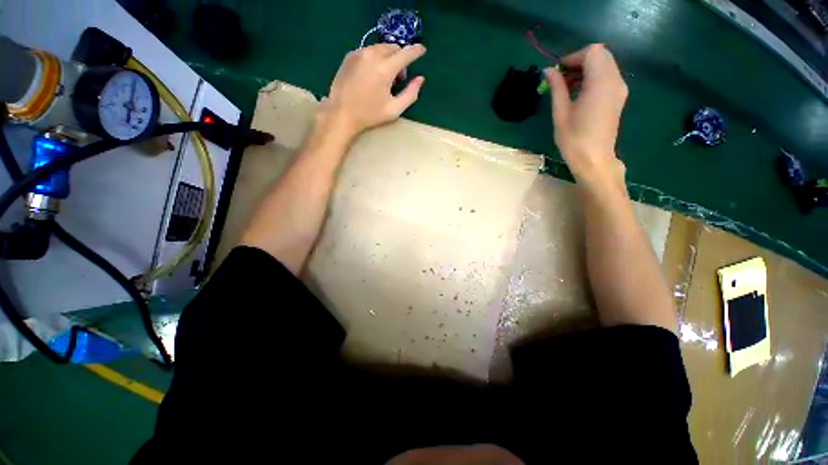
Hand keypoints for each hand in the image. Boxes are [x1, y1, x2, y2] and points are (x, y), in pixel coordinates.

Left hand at [320, 44, 426, 137]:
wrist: (342, 113)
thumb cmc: (370, 115)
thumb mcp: (394, 109)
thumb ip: (411, 94)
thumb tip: (420, 79)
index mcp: (385, 69)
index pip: (406, 53)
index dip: (416, 51)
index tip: (422, 50)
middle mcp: (372, 55)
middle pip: (394, 48)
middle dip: (400, 59)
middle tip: (398, 78)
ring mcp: (359, 53)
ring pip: (381, 48)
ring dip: (388, 58)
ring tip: (384, 78)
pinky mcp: (350, 56)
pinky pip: (369, 51)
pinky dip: (375, 58)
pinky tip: (372, 74)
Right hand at [546, 44, 627, 186]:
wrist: (594, 159)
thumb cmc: (574, 139)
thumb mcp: (561, 113)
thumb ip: (557, 88)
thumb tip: (549, 70)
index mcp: (600, 83)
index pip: (592, 52)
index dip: (573, 57)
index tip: (558, 72)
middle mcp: (615, 80)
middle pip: (601, 55)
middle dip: (579, 61)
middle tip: (561, 78)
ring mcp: (619, 88)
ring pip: (605, 64)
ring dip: (586, 69)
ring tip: (567, 87)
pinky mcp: (619, 96)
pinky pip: (607, 76)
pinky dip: (593, 77)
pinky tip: (579, 92)